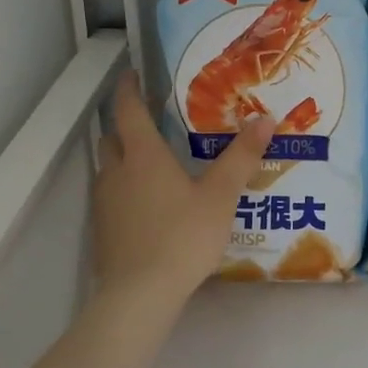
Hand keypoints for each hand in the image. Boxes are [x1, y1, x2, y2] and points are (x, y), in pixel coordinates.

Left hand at [92, 70, 272, 302]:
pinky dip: (122, 189)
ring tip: (149, 163)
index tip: (132, 74)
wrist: (140, 294)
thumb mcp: (220, 196)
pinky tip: (144, 205)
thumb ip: (241, 157)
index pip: (128, 110)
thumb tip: (265, 119)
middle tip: (148, 120)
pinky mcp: (102, 230)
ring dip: (121, 158)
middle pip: (111, 137)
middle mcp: (117, 172)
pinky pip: (109, 197)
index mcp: (143, 156)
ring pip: (107, 168)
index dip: (129, 89)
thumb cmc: (183, 236)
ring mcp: (104, 203)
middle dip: (124, 125)